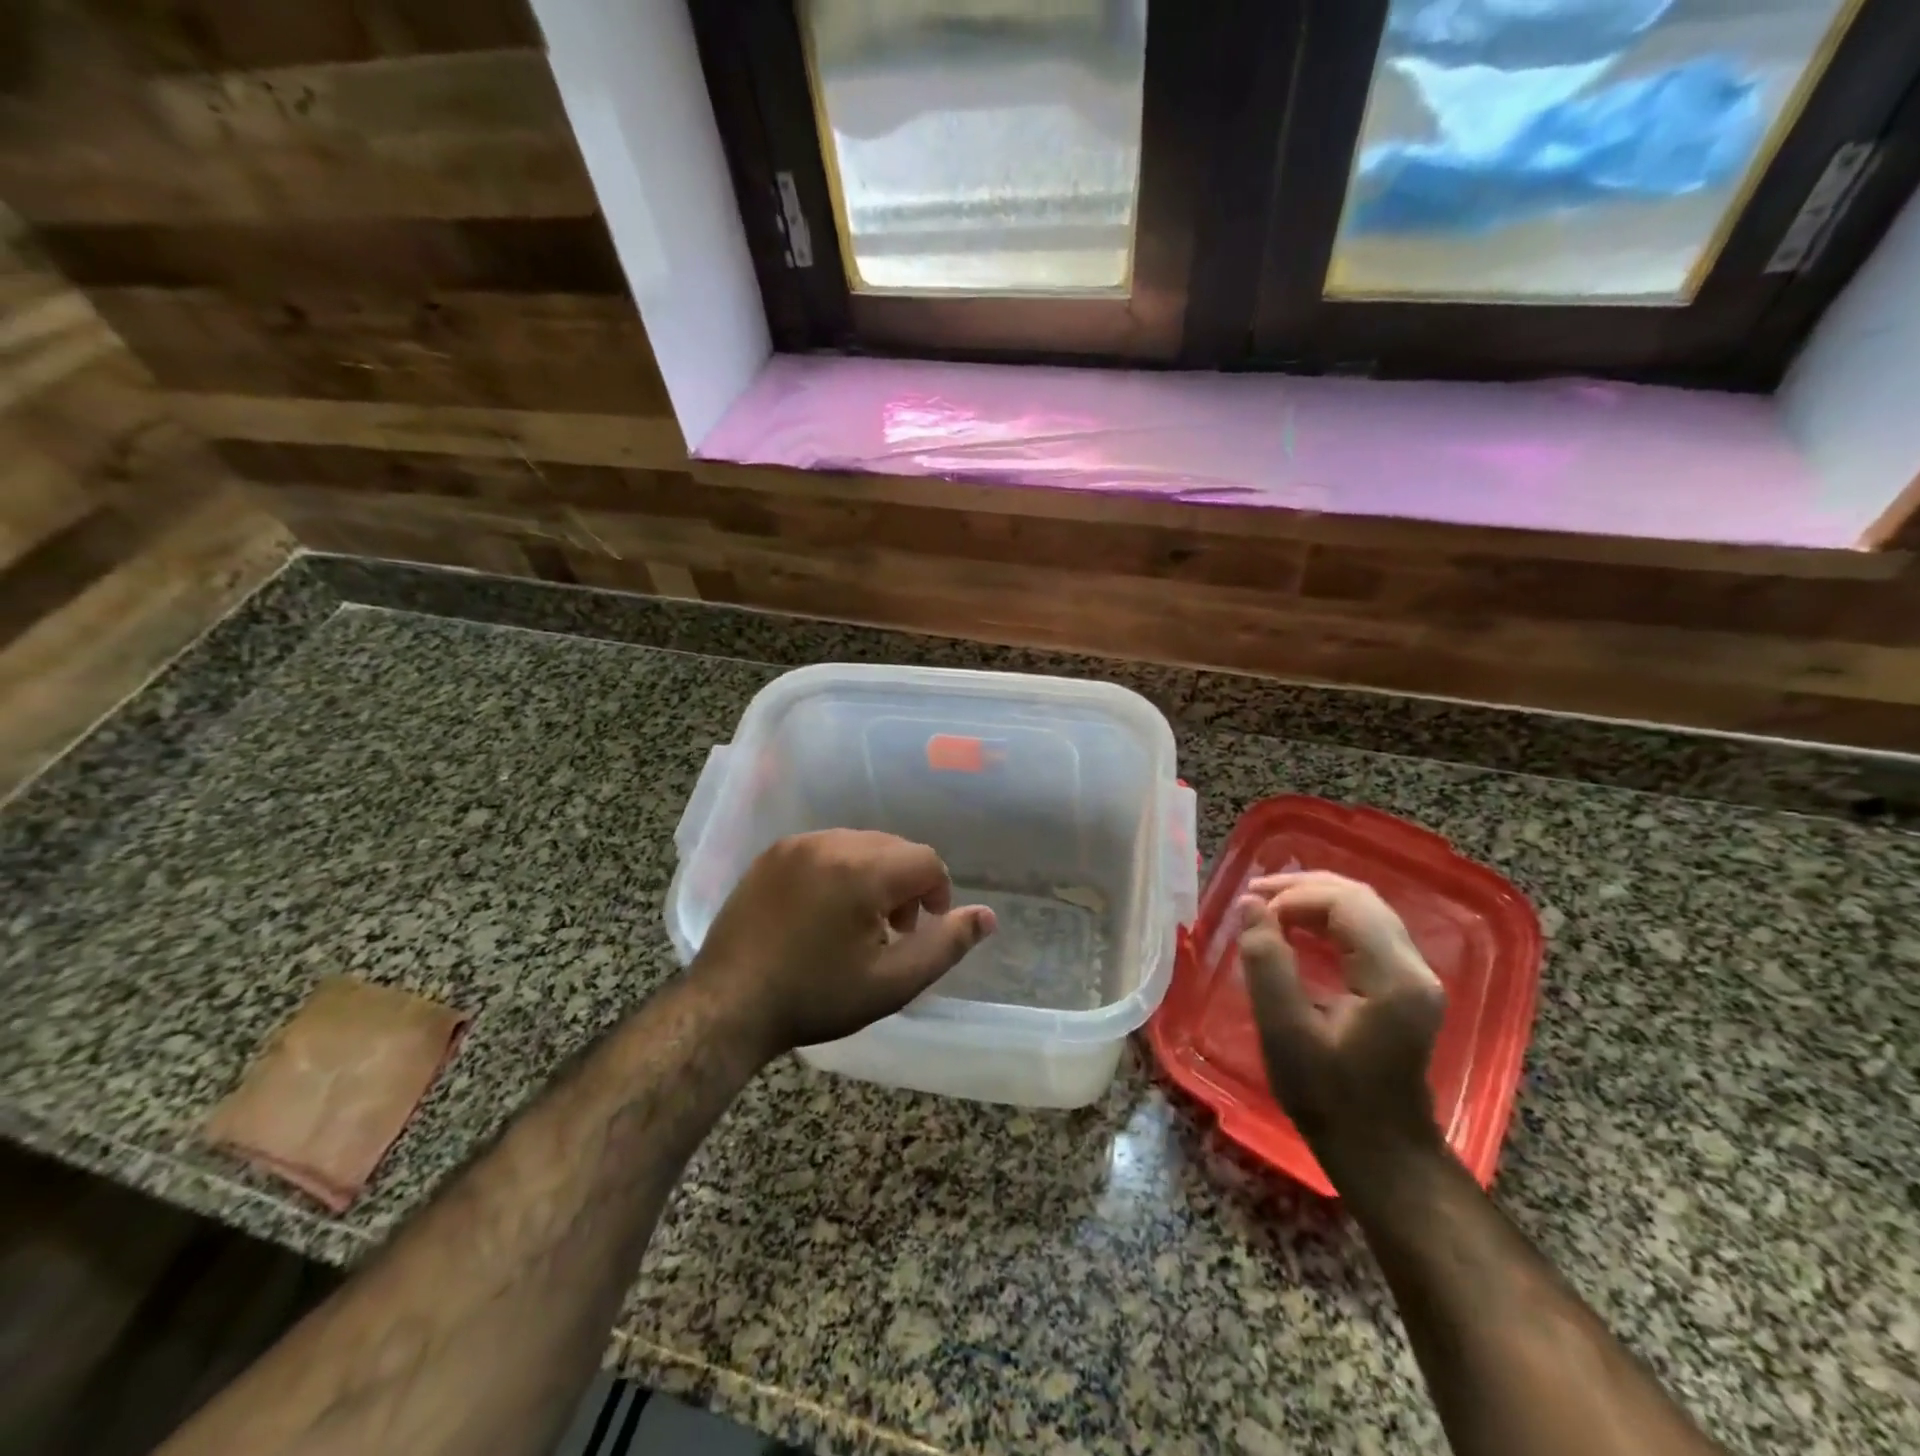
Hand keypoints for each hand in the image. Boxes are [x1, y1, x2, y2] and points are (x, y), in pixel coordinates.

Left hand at [693, 830, 996, 1058]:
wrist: (727, 1006)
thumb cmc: (815, 997)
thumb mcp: (892, 982)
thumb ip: (946, 945)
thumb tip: (988, 916)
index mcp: (862, 869)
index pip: (925, 860)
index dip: (938, 893)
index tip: (923, 929)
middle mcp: (830, 843)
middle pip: (892, 848)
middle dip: (906, 884)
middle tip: (894, 930)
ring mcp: (795, 845)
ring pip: (859, 845)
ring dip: (873, 875)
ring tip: (859, 922)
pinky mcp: (771, 855)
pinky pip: (824, 849)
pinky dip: (839, 870)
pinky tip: (823, 912)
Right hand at [1238, 871, 1447, 1186]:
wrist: (1380, 1154)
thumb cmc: (1328, 1098)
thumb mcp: (1285, 1032)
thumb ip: (1267, 964)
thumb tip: (1250, 906)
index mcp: (1394, 978)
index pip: (1346, 904)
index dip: (1295, 897)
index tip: (1253, 913)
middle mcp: (1415, 968)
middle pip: (1360, 898)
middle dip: (1303, 888)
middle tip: (1254, 896)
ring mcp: (1416, 977)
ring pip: (1365, 910)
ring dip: (1314, 900)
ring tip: (1268, 906)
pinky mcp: (1406, 987)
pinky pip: (1367, 930)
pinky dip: (1328, 919)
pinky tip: (1296, 927)